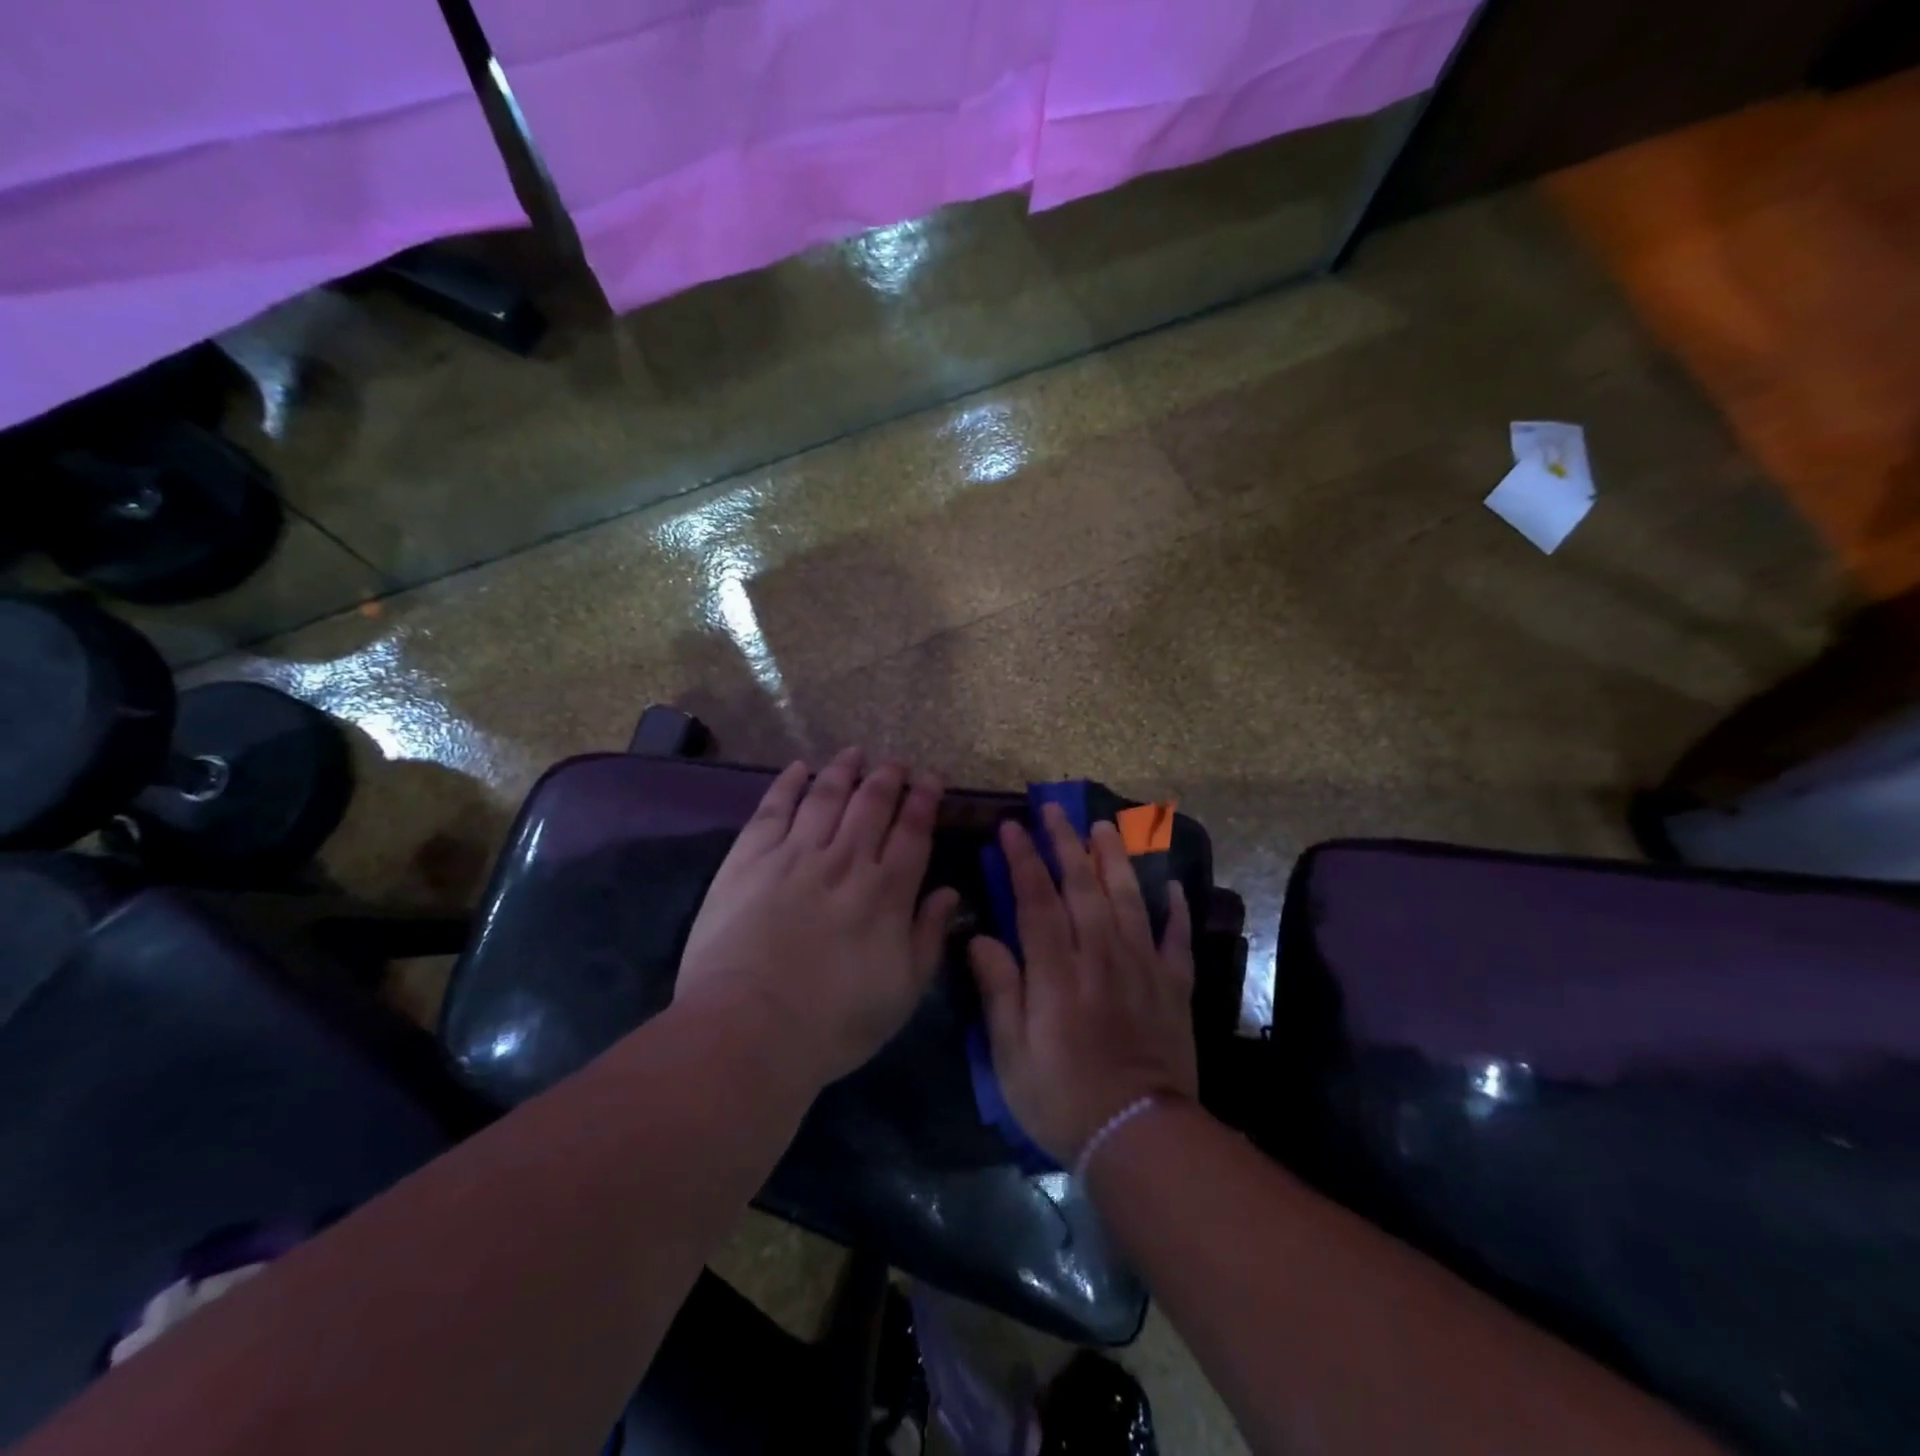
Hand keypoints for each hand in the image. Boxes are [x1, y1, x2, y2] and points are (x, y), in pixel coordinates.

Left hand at [676, 747, 959, 1085]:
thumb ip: (929, 937)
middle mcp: (846, 861)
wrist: (749, 1028)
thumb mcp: (903, 992)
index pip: (913, 831)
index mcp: (886, 892)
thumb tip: (949, 892)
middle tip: (897, 762)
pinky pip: (774, 808)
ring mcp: (795, 854)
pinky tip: (798, 769)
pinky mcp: (749, 859)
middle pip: (872, 803)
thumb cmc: (834, 1023)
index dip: (925, 800)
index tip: (932, 778)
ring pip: (826, 796)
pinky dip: (788, 783)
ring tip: (855, 753)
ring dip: (844, 770)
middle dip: (889, 777)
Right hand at [969, 804, 1195, 1164]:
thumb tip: (979, 936)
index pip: (1036, 900)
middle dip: (1065, 844)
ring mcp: (1142, 967)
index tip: (1010, 827)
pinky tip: (1171, 886)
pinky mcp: (1173, 986)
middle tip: (1053, 810)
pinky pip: (1176, 938)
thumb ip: (999, 990)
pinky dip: (1176, 910)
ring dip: (1114, 859)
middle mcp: (1100, 956)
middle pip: (1082, 887)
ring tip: (1105, 826)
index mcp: (1057, 971)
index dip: (1022, 860)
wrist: (1139, 1136)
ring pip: (1128, 899)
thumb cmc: (1062, 1097)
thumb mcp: (1011, 1054)